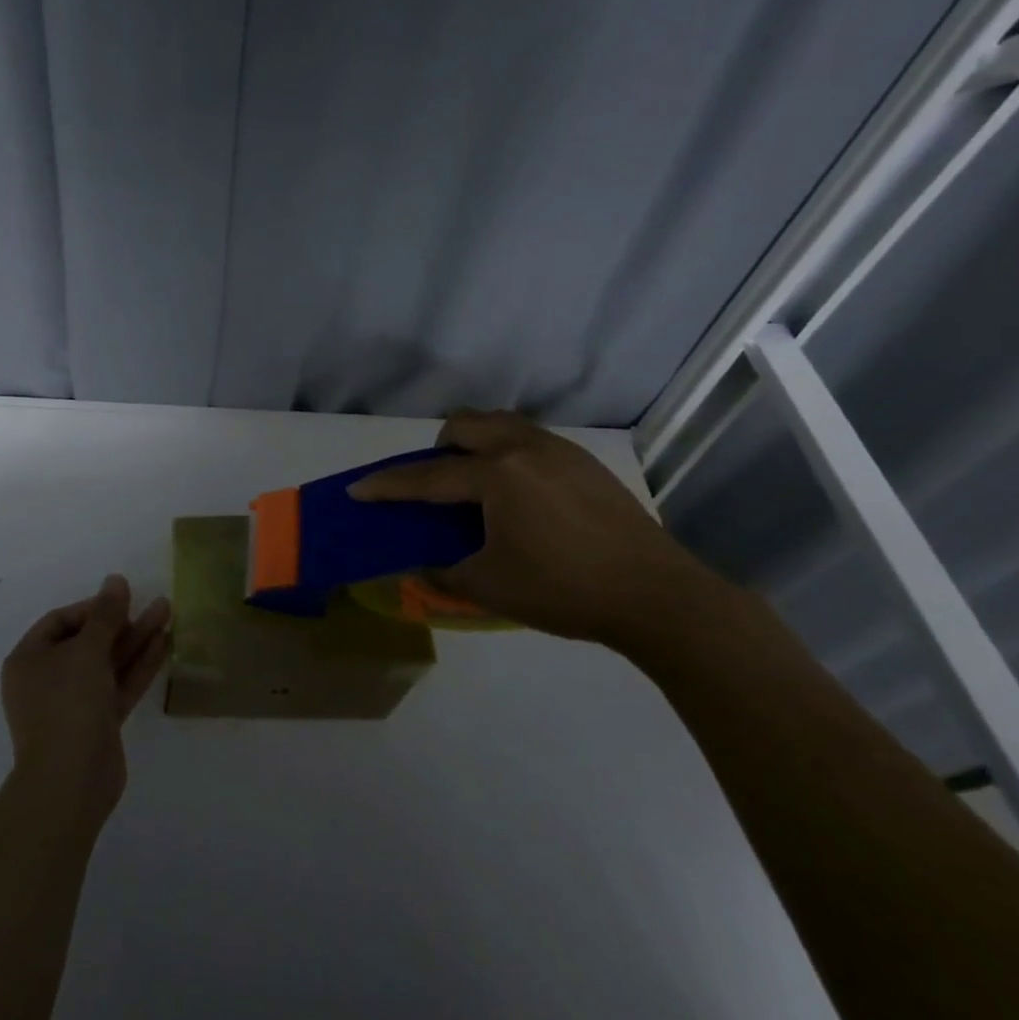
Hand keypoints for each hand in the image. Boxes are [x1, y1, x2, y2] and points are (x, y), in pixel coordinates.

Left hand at [0, 574, 170, 829]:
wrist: (70, 781)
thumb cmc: (68, 704)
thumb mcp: (87, 650)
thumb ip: (106, 614)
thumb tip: (115, 580)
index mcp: (29, 660)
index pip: (61, 621)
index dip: (92, 607)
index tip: (121, 601)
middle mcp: (48, 679)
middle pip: (88, 641)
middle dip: (122, 622)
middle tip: (154, 604)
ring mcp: (73, 703)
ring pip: (108, 663)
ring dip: (136, 639)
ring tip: (167, 612)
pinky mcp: (98, 723)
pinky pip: (118, 685)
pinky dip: (138, 665)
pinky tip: (164, 644)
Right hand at [348, 409, 718, 645]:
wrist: (658, 596)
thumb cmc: (566, 591)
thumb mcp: (492, 588)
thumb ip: (445, 573)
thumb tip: (420, 566)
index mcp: (498, 476)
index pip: (428, 477)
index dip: (389, 486)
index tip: (359, 489)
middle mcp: (524, 448)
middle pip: (465, 425)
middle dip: (438, 448)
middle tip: (439, 485)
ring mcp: (558, 450)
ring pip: (500, 423)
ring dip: (475, 443)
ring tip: (479, 484)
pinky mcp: (584, 462)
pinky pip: (529, 438)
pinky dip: (508, 452)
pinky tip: (522, 494)